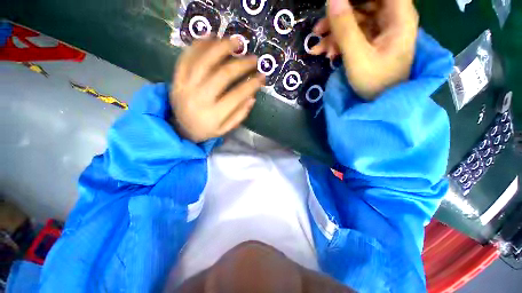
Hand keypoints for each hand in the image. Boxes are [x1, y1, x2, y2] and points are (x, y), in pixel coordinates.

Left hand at [171, 38, 264, 142]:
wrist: (181, 129)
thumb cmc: (207, 129)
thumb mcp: (225, 129)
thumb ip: (239, 115)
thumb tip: (252, 97)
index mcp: (214, 114)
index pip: (237, 95)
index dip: (252, 84)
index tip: (262, 77)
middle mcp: (200, 99)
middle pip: (222, 75)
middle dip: (241, 64)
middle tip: (253, 59)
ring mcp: (185, 87)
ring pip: (203, 61)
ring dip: (221, 48)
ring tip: (236, 41)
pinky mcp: (177, 79)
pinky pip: (186, 58)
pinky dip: (198, 45)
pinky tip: (211, 37)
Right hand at [310, 0, 418, 99]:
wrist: (380, 102)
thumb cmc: (375, 81)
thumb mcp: (357, 56)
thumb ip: (345, 27)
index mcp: (398, 16)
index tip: (335, 4)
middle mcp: (391, 17)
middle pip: (363, 3)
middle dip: (339, 15)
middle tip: (318, 30)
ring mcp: (380, 29)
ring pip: (354, 19)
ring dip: (333, 32)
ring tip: (317, 49)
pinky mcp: (371, 40)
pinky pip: (352, 33)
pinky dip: (338, 42)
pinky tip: (326, 54)